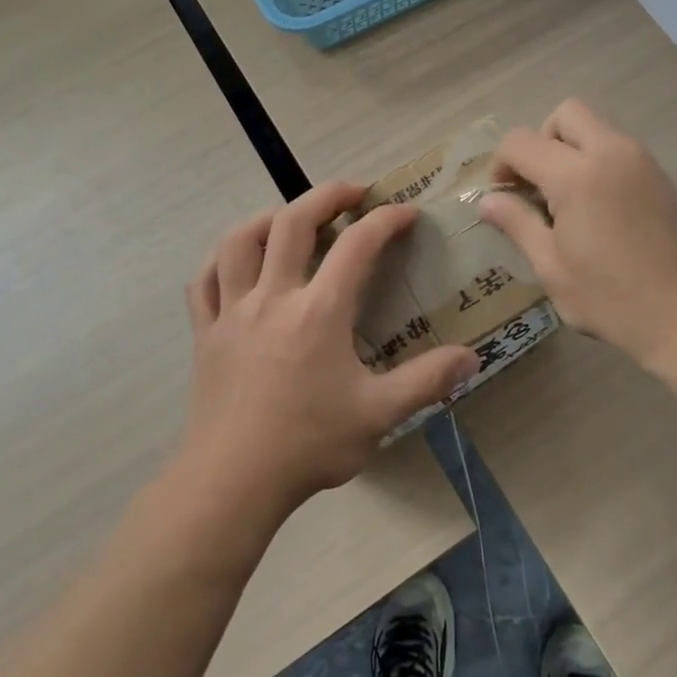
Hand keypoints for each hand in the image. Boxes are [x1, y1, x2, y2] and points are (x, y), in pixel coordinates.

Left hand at [178, 180, 477, 519]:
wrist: (230, 484)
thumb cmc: (307, 445)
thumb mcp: (378, 415)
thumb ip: (427, 381)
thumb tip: (472, 357)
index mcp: (318, 312)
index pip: (357, 245)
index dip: (386, 220)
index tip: (407, 211)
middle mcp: (273, 298)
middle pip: (292, 222)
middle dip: (326, 196)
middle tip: (353, 192)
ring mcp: (232, 312)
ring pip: (240, 242)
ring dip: (268, 219)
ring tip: (291, 219)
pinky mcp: (206, 334)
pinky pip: (204, 282)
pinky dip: (221, 261)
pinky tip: (237, 264)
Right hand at [479, 99, 676, 369]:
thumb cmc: (614, 301)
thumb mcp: (553, 268)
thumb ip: (517, 224)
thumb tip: (487, 200)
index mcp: (578, 175)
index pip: (521, 142)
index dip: (501, 164)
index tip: (502, 198)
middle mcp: (612, 152)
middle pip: (565, 114)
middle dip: (540, 142)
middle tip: (536, 188)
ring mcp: (642, 161)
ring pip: (595, 127)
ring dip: (570, 150)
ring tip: (566, 203)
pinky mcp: (661, 176)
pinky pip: (617, 148)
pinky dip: (596, 161)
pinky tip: (597, 210)